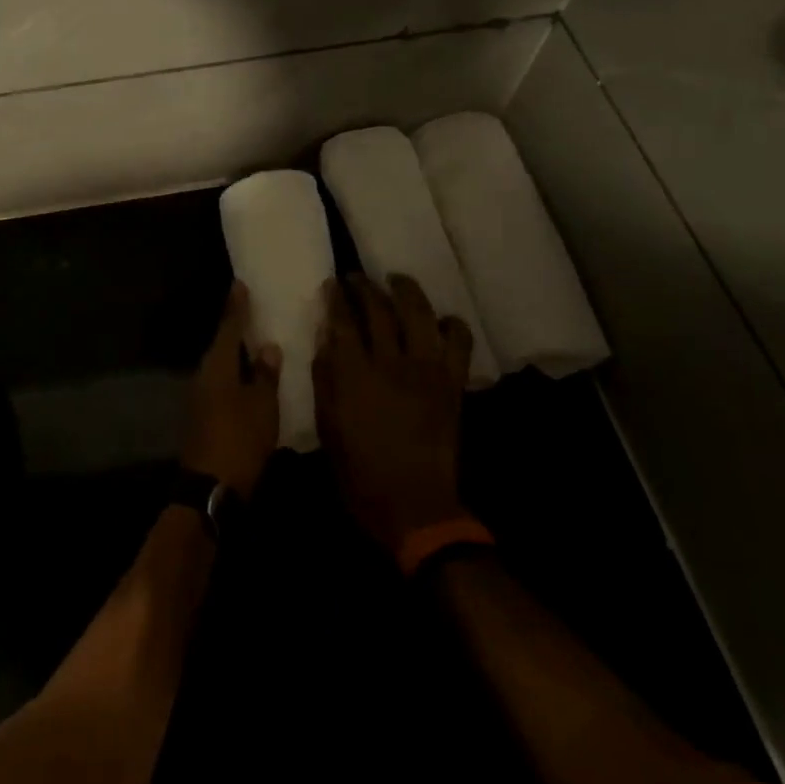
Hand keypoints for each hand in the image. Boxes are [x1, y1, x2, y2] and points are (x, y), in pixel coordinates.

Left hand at [181, 282, 280, 497]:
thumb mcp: (262, 406)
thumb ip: (265, 375)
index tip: (239, 285)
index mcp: (217, 365)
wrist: (210, 487)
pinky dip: (234, 375)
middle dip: (236, 329)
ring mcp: (199, 397)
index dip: (236, 307)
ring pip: (220, 365)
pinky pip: (220, 384)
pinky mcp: (202, 416)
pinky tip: (248, 379)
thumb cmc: (240, 439)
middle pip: (221, 345)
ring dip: (235, 354)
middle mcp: (203, 375)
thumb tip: (267, 346)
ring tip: (256, 343)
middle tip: (253, 312)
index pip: (228, 327)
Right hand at [313, 274, 476, 554]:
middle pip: (379, 310)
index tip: (332, 284)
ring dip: (407, 291)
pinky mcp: (452, 384)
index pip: (343, 321)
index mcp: (355, 374)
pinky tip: (441, 320)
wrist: (414, 505)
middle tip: (356, 277)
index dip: (337, 298)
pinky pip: (459, 343)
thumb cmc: (359, 472)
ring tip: (397, 280)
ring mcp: (427, 371)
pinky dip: (452, 325)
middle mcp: (391, 363)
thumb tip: (326, 341)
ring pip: (419, 314)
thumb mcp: (327, 427)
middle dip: (365, 287)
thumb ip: (325, 379)